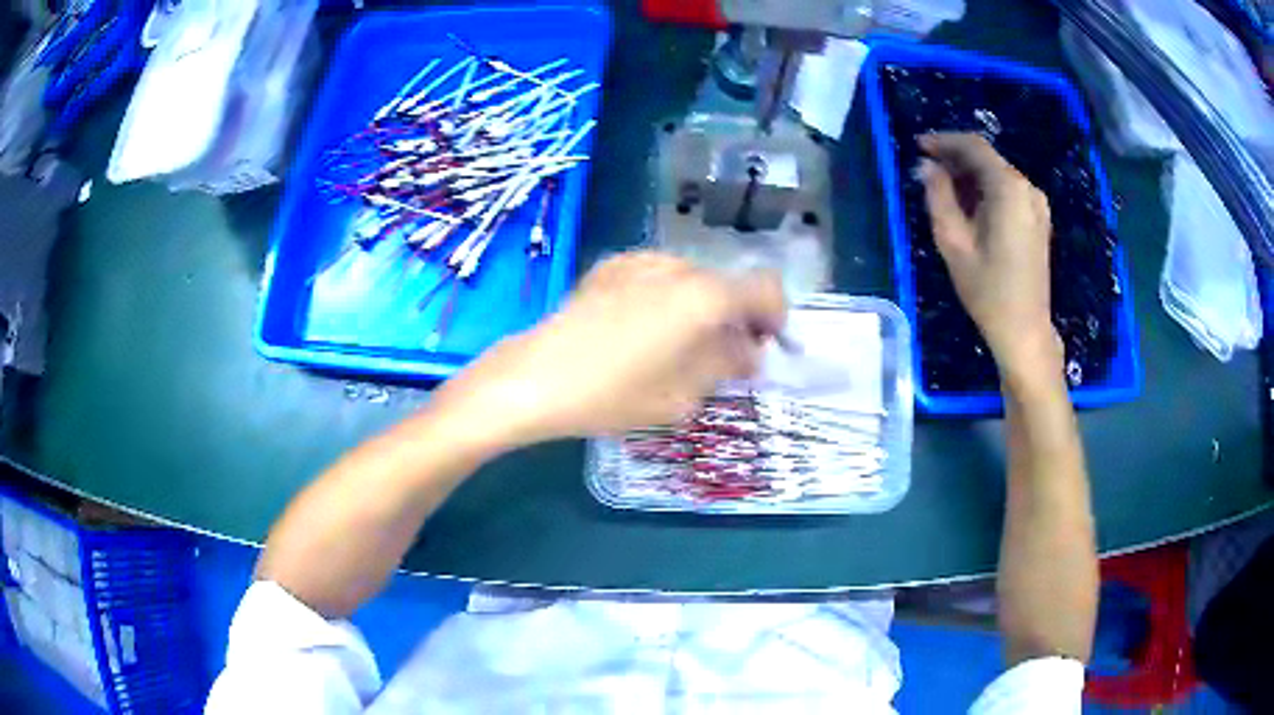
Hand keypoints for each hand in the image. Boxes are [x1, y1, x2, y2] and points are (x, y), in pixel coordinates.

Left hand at [433, 252, 785, 449]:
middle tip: (723, 358)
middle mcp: (678, 267)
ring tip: (678, 347)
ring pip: (691, 280)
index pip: (765, 289)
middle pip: (727, 284)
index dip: (775, 317)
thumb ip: (727, 364)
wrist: (536, 377)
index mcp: (705, 296)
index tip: (766, 347)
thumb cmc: (614, 394)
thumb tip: (749, 350)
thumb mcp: (682, 394)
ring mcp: (640, 261)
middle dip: (735, 318)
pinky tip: (641, 331)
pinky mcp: (610, 267)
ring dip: (700, 309)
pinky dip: (666, 299)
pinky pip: (657, 278)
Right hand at [917, 133, 1061, 379]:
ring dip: (969, 175)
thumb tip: (926, 166)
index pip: (973, 146)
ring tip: (942, 188)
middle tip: (926, 169)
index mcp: (1008, 188)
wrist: (1024, 330)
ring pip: (997, 174)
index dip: (944, 141)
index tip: (918, 146)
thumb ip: (938, 196)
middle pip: (987, 158)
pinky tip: (968, 205)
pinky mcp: (1038, 219)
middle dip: (955, 159)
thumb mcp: (953, 242)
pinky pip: (1008, 191)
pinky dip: (985, 190)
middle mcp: (1027, 188)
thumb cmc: (987, 290)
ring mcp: (1037, 204)